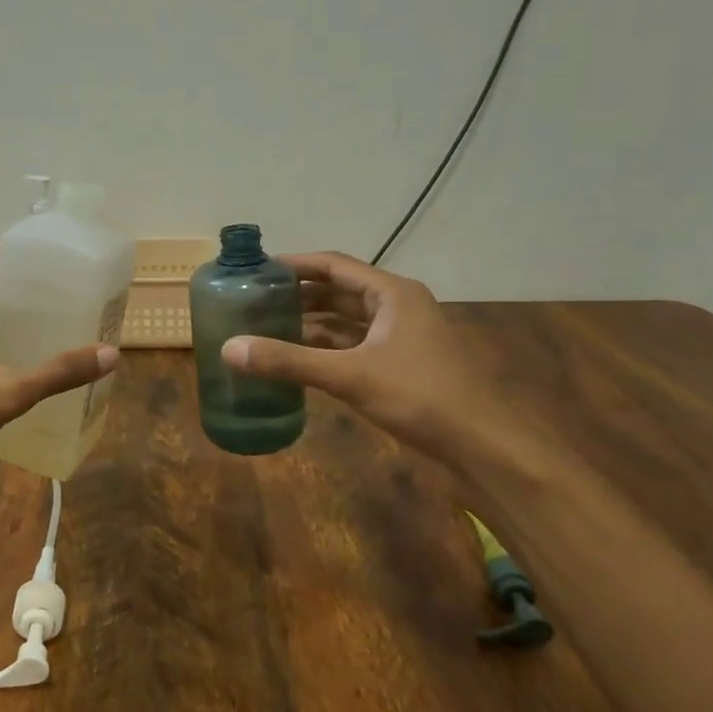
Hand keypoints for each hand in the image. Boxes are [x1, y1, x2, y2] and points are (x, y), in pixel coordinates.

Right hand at [219, 251, 517, 467]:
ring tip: (266, 328)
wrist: (483, 446)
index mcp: (392, 294)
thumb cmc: (421, 396)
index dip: (294, 264)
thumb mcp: (350, 376)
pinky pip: (354, 348)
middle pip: (339, 291)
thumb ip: (289, 361)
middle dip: (298, 295)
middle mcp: (397, 308)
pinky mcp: (400, 367)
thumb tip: (229, 348)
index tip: (256, 270)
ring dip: (310, 324)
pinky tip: (297, 361)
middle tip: (254, 301)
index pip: (333, 265)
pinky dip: (325, 351)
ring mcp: (401, 339)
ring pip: (346, 322)